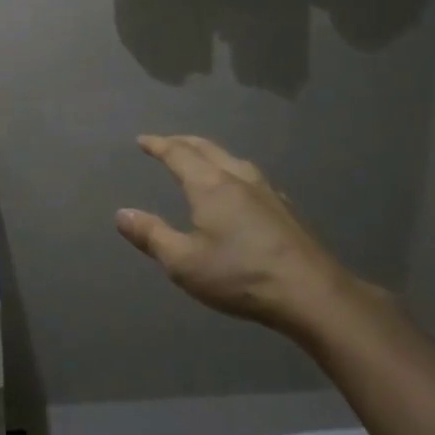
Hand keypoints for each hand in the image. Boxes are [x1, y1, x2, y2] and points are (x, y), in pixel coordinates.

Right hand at [116, 135, 373, 337]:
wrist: (312, 293)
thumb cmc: (240, 275)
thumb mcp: (183, 262)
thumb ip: (151, 235)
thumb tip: (122, 214)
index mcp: (210, 185)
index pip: (178, 154)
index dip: (158, 145)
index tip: (143, 140)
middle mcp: (238, 178)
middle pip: (207, 149)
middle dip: (183, 142)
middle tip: (167, 143)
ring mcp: (267, 192)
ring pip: (232, 160)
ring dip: (210, 154)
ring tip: (200, 159)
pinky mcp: (285, 209)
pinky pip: (250, 176)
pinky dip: (231, 171)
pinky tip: (239, 189)